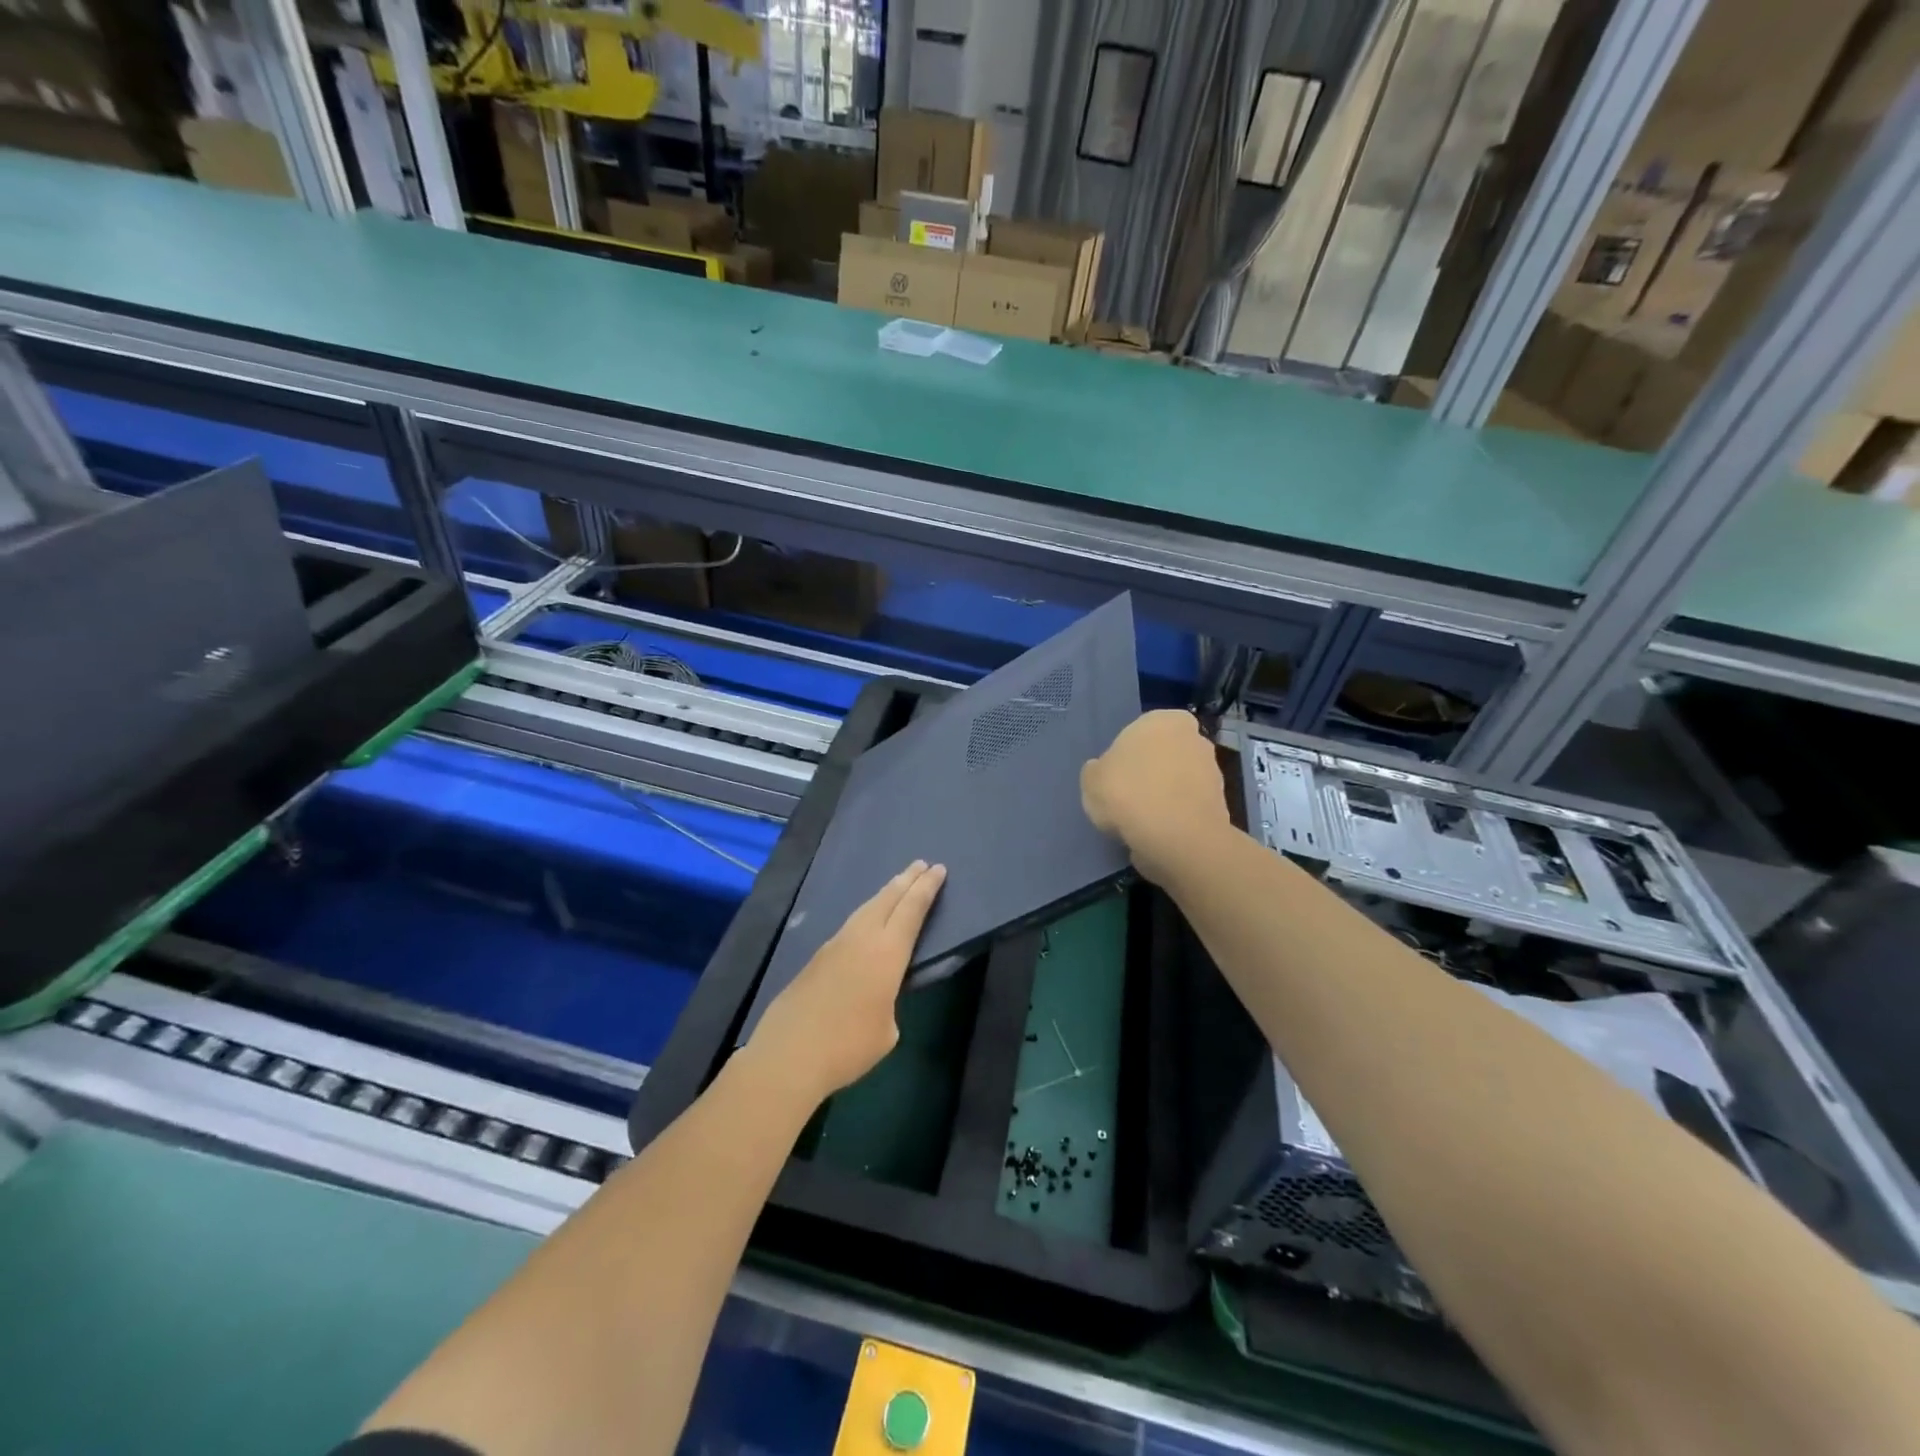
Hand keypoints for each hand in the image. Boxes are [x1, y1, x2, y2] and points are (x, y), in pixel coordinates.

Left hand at [748, 860, 947, 1102]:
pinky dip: (866, 913)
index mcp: (886, 953)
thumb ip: (887, 1002)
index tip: (938, 869)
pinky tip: (866, 920)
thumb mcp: (886, 1030)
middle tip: (921, 864)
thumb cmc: (848, 1046)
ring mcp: (835, 945)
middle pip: (887, 899)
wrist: (789, 1055)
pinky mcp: (816, 958)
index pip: (911, 910)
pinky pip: (850, 924)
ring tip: (897, 885)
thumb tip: (874, 996)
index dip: (926, 889)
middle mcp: (861, 939)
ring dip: (885, 894)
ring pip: (865, 909)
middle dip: (906, 880)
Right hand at [1081, 710, 1230, 885]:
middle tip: (1127, 800)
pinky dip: (1175, 819)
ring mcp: (1213, 771)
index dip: (1123, 758)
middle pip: (1162, 756)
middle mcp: (1194, 738)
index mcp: (1163, 720)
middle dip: (1149, 775)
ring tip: (1141, 824)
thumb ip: (1098, 771)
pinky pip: (1187, 808)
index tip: (1114, 780)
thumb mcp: (1091, 780)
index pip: (1138, 733)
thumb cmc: (1128, 794)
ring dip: (1163, 798)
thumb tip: (1104, 773)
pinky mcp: (1221, 804)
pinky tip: (1158, 835)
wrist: (1177, 837)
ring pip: (1177, 783)